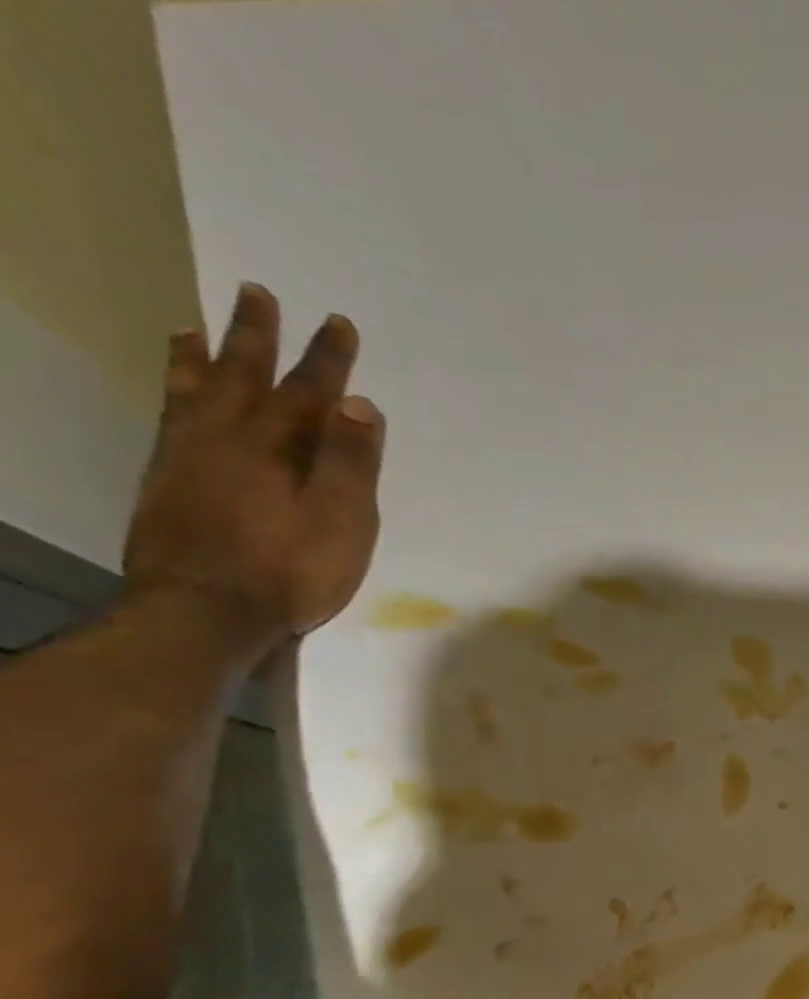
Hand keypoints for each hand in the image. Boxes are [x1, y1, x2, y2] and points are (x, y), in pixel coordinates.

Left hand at [123, 282, 382, 659]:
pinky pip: (170, 417)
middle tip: (258, 293)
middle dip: (257, 336)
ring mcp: (188, 457)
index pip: (311, 393)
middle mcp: (227, 438)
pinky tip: (178, 392)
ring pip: (195, 391)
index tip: (338, 323)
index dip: (328, 359)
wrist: (205, 612)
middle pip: (245, 376)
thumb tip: (360, 405)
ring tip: (194, 326)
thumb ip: (351, 464)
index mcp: (278, 448)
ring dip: (201, 357)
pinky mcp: (166, 481)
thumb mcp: (343, 522)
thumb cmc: (292, 571)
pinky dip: (174, 393)